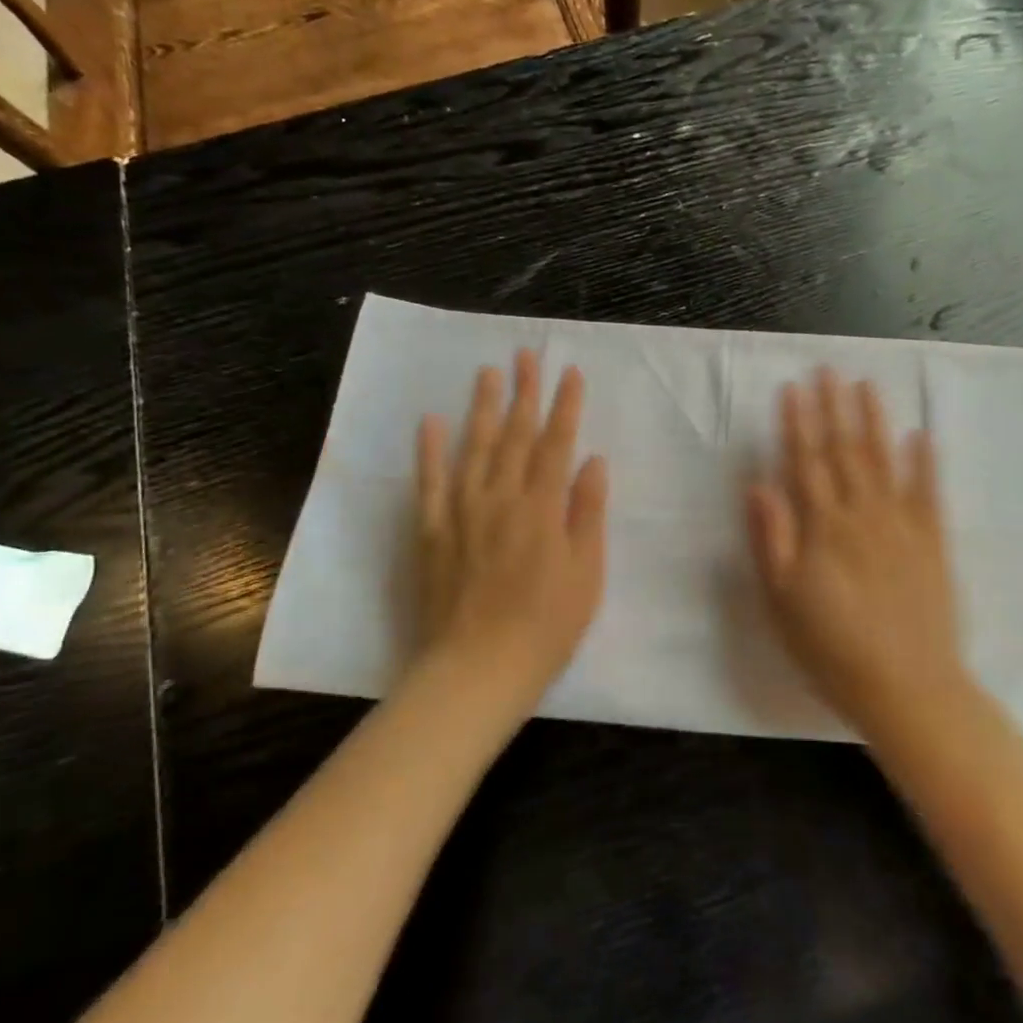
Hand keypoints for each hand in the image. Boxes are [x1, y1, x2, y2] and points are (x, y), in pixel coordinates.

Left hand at [414, 350, 607, 708]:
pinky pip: (430, 482)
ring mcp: (462, 512)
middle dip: (524, 392)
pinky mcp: (432, 531)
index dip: (565, 406)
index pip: (556, 444)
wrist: (478, 668)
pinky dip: (430, 450)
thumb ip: (588, 513)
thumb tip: (592, 460)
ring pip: (474, 448)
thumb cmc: (546, 627)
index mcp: (542, 508)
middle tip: (526, 354)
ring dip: (483, 408)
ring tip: (487, 372)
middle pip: (515, 435)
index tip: (570, 372)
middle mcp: (501, 498)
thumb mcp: (586, 574)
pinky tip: (432, 421)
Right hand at [744, 369, 970, 732]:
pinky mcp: (933, 543)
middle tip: (828, 370)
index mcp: (823, 528)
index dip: (797, 423)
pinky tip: (921, 435)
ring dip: (874, 421)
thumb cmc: (831, 649)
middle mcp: (863, 515)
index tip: (793, 388)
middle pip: (844, 452)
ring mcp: (902, 526)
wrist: (908, 689)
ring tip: (866, 386)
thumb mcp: (783, 602)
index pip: (806, 463)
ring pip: (885, 461)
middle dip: (833, 408)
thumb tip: (758, 485)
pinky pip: (929, 493)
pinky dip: (924, 462)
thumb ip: (772, 540)